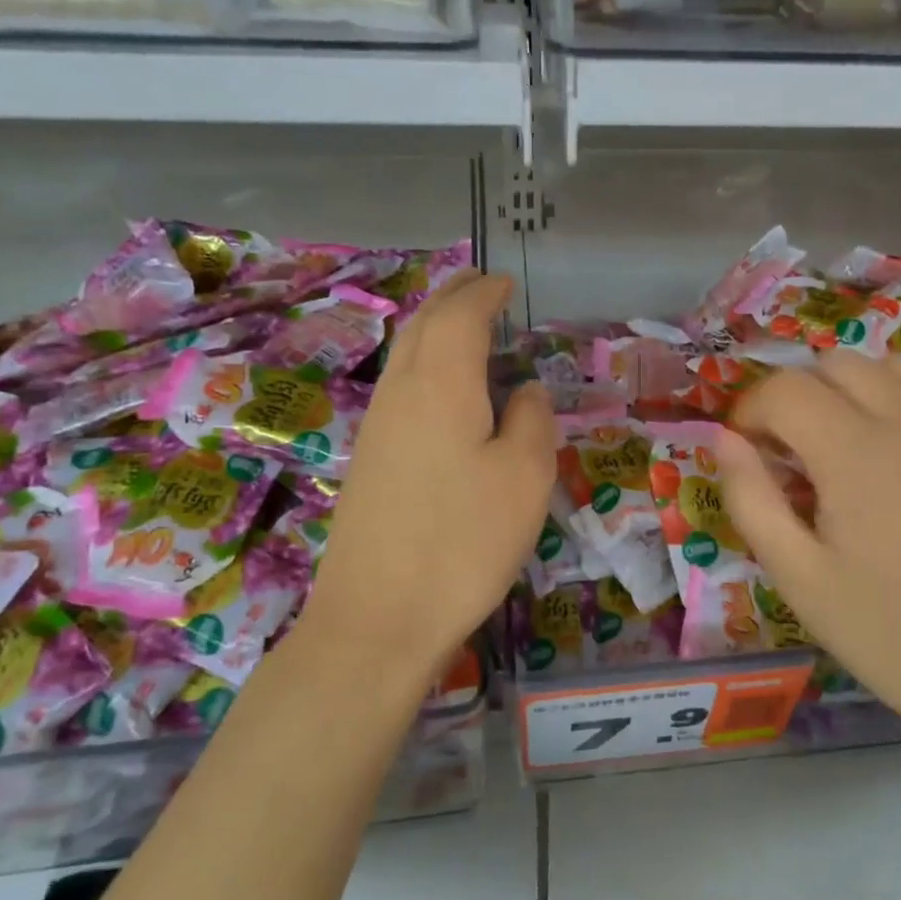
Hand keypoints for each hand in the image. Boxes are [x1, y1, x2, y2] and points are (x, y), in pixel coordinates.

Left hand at [298, 271, 555, 671]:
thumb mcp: (524, 476)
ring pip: (404, 353)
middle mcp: (401, 392)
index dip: (484, 293)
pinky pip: (399, 385)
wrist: (377, 617)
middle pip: (422, 324)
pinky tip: (442, 386)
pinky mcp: (368, 458)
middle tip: (481, 284)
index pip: (461, 316)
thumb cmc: (463, 541)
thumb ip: (532, 419)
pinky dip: (423, 362)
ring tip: (463, 323)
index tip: (506, 282)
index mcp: (441, 384)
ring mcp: (376, 426)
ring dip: (433, 327)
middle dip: (452, 296)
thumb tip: (524, 390)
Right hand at [716, 354, 900, 733]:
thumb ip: (749, 496)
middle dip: (800, 395)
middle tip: (794, 447)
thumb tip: (725, 437)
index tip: (750, 444)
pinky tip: (900, 449)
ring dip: (852, 389)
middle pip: (836, 364)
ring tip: (847, 440)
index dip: (753, 409)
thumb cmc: (876, 628)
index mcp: (858, 460)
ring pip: (889, 365)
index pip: (786, 390)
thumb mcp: (793, 573)